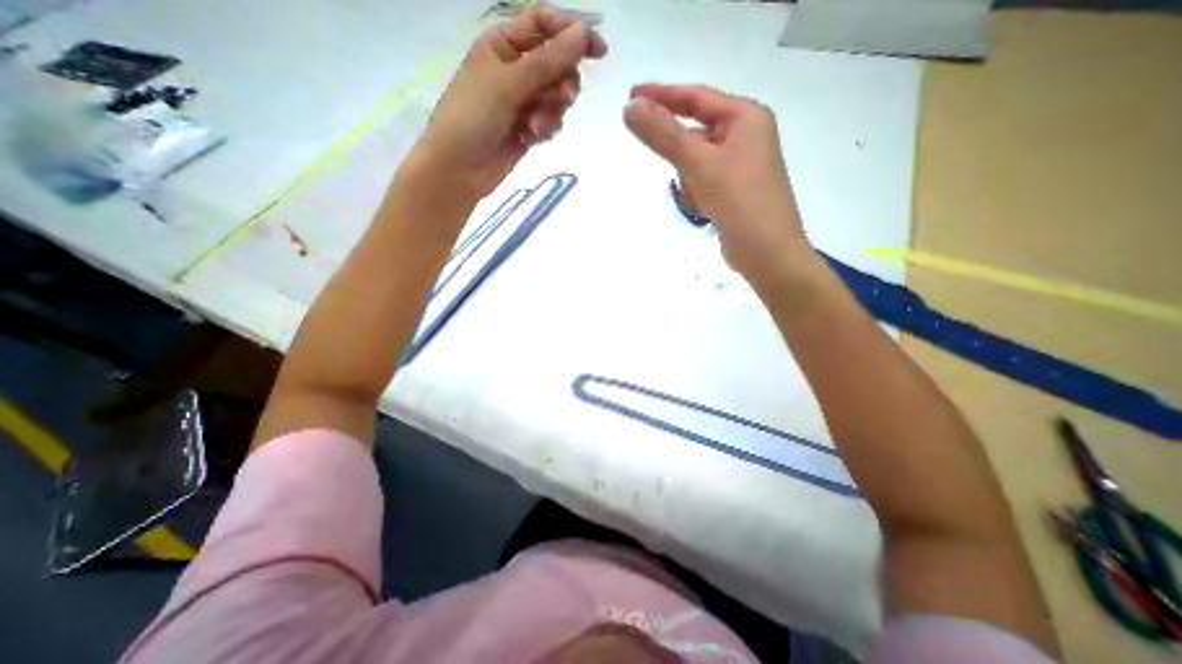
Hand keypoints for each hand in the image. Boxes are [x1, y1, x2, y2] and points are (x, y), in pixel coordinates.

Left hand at [414, 2, 603, 197]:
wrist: (459, 168)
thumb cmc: (473, 117)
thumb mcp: (509, 84)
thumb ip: (548, 62)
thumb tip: (582, 34)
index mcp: (503, 44)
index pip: (544, 24)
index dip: (572, 32)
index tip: (598, 52)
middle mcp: (515, 69)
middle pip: (557, 63)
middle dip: (563, 82)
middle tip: (563, 98)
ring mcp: (523, 101)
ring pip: (557, 97)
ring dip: (551, 112)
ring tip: (534, 128)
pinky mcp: (528, 127)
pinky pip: (551, 121)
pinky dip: (545, 129)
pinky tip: (530, 139)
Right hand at [623, 84, 807, 285]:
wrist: (767, 253)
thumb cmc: (739, 202)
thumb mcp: (699, 164)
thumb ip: (664, 135)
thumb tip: (630, 108)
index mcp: (745, 118)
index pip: (696, 98)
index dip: (661, 96)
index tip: (630, 97)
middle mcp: (746, 136)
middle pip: (696, 133)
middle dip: (680, 154)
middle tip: (668, 165)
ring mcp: (741, 165)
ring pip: (696, 161)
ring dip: (689, 179)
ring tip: (700, 199)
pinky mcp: (734, 190)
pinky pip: (703, 180)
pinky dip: (697, 193)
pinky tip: (705, 210)